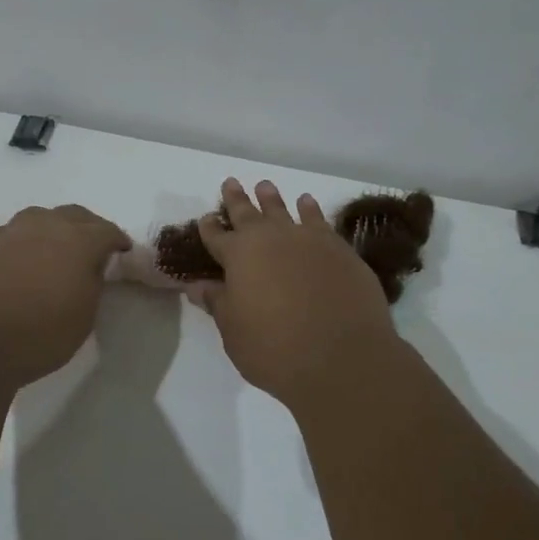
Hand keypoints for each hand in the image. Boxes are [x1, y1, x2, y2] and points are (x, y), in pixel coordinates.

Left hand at [0, 204, 129, 385]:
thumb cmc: (38, 334)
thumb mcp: (83, 318)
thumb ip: (92, 284)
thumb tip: (90, 268)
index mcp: (78, 241)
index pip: (106, 230)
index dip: (117, 240)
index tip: (122, 251)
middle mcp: (44, 226)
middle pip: (74, 215)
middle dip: (88, 227)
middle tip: (93, 246)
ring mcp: (9, 232)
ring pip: (39, 217)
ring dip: (52, 228)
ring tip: (54, 248)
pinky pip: (10, 234)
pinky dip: (22, 242)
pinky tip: (19, 259)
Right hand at [190, 178, 400, 403]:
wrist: (342, 357)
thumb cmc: (275, 348)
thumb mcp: (234, 331)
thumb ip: (218, 303)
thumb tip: (197, 286)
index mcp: (238, 255)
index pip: (217, 236)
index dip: (209, 227)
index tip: (206, 218)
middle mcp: (271, 238)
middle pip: (248, 213)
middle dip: (237, 199)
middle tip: (231, 182)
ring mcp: (308, 240)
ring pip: (284, 210)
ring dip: (272, 199)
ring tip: (265, 186)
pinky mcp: (339, 249)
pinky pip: (319, 221)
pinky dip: (310, 209)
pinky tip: (307, 203)